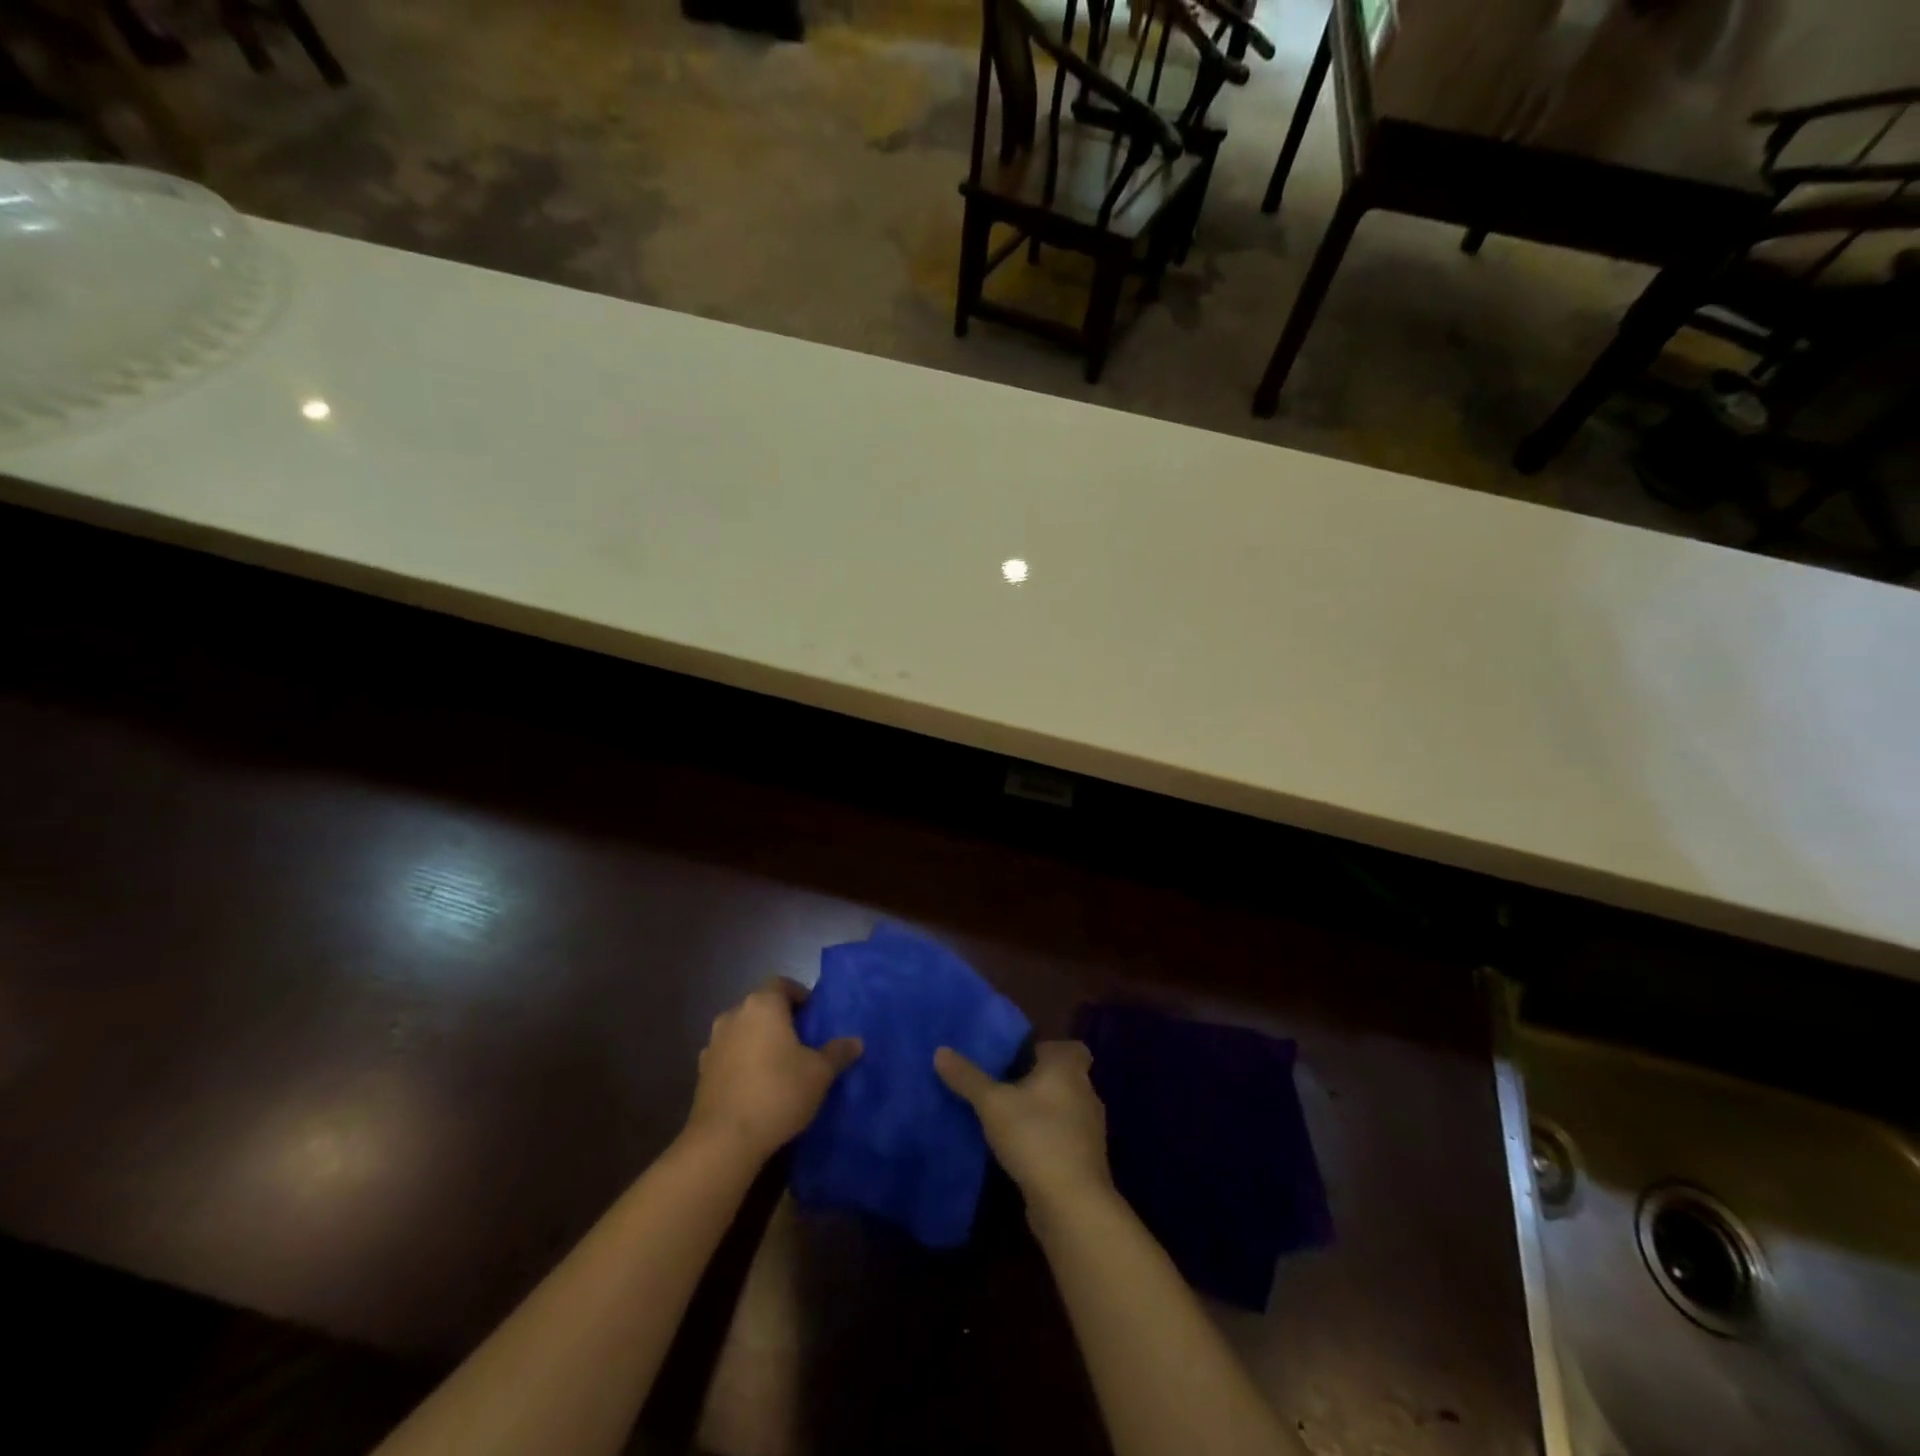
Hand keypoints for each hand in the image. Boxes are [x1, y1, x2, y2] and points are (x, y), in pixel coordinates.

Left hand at [687, 978, 860, 1161]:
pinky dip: (741, 1063)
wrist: (723, 1141)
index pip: (782, 984)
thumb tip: (856, 1041)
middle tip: (802, 1042)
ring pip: (742, 1031)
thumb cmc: (778, 1092)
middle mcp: (734, 1015)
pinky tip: (755, 1086)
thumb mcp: (819, 1073)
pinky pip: (728, 1056)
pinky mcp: (701, 1072)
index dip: (800, 996)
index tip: (814, 1017)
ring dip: (758, 1041)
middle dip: (780, 1020)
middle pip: (761, 1007)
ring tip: (778, 1066)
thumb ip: (838, 1052)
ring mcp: (713, 1043)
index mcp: (763, 1005)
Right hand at [935, 1040, 1111, 1210]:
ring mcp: (1090, 1129)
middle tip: (1004, 1087)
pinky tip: (1021, 1150)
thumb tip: (941, 1051)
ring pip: (1065, 1110)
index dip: (1049, 1050)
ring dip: (1042, 1113)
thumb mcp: (992, 1104)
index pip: (1071, 1048)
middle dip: (1039, 1082)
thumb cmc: (1035, 1137)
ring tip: (1008, 1119)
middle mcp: (1086, 1093)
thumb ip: (968, 1078)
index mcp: (1068, 1069)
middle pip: (1064, 1078)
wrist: (1071, 1203)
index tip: (1022, 1059)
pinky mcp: (1086, 1160)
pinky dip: (1047, 1139)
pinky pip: (1065, 1138)